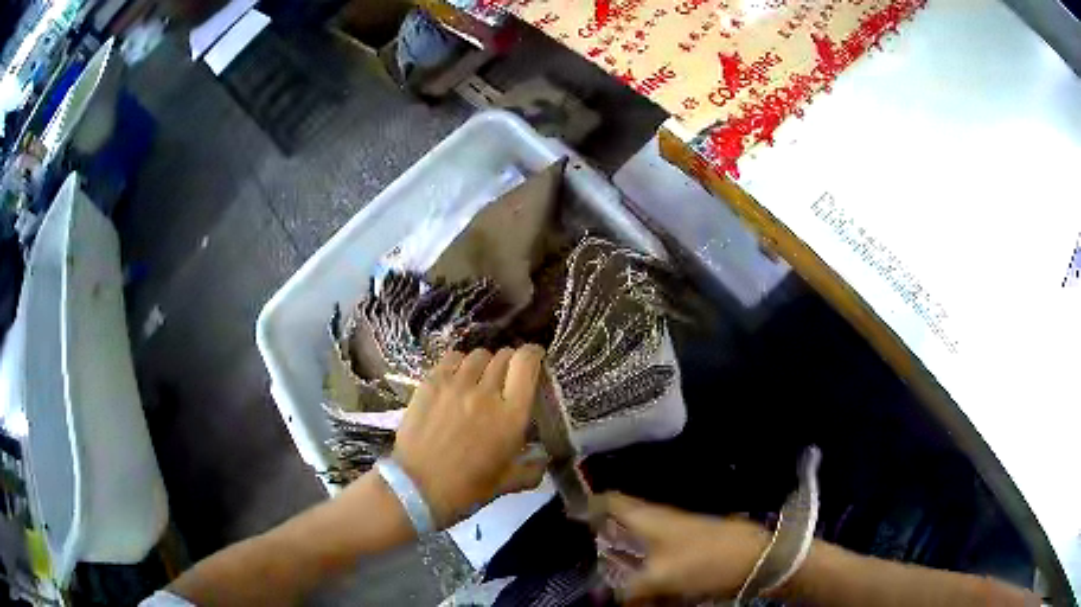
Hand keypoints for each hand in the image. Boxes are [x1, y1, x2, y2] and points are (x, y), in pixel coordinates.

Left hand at [392, 346, 547, 528]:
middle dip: (509, 363)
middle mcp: (486, 393)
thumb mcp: (508, 484)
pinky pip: (451, 359)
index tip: (534, 360)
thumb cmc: (467, 489)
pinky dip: (459, 364)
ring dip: (484, 364)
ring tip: (479, 379)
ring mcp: (456, 385)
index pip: (526, 363)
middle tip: (505, 379)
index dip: (533, 354)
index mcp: (511, 416)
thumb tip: (543, 459)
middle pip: (503, 356)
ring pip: (478, 355)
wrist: (417, 488)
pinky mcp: (431, 383)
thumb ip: (532, 469)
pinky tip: (456, 379)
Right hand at [592, 493, 770, 604]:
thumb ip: (626, 590)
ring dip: (621, 563)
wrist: (751, 558)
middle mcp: (655, 520)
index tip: (566, 516)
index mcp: (645, 517)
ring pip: (635, 546)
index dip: (586, 505)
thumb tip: (599, 597)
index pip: (608, 501)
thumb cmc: (701, 560)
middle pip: (618, 525)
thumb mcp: (658, 578)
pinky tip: (640, 592)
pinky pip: (652, 560)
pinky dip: (642, 573)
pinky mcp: (684, 549)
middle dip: (600, 542)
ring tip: (608, 583)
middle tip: (580, 560)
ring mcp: (672, 534)